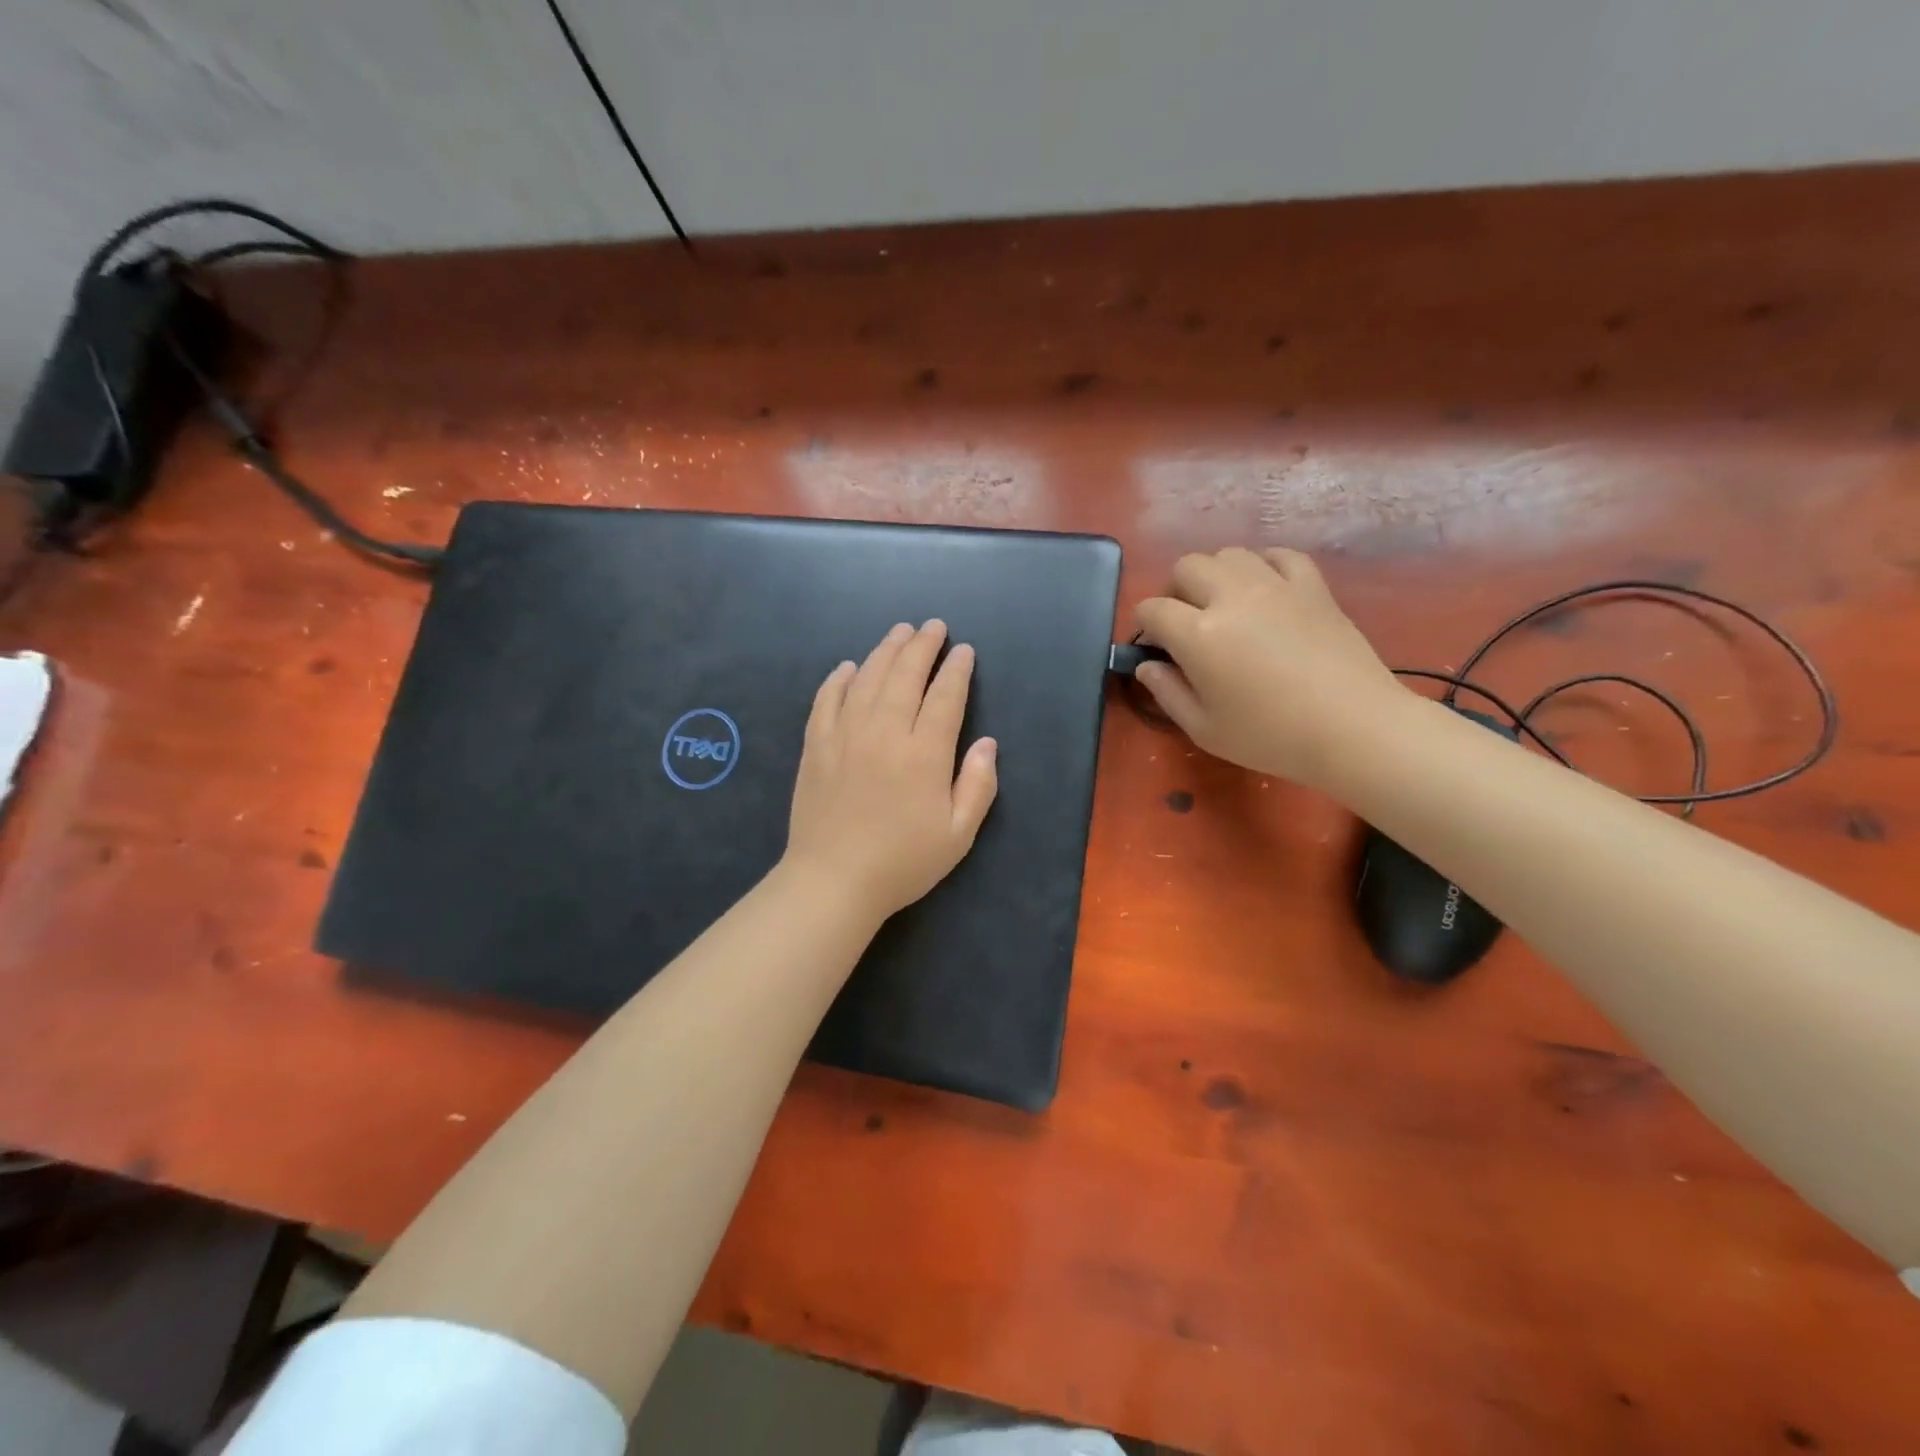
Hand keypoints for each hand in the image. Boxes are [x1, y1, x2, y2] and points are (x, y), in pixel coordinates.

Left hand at [783, 620, 998, 922]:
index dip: (956, 670)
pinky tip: (848, 667)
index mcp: (925, 753)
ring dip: (885, 650)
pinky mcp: (815, 746)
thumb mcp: (958, 834)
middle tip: (933, 626)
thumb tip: (988, 744)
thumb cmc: (903, 862)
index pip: (945, 696)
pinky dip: (838, 679)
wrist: (833, 881)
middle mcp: (885, 732)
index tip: (963, 651)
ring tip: (899, 632)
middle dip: (922, 646)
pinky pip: (826, 699)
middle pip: (905, 675)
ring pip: (867, 678)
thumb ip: (978, 785)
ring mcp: (844, 735)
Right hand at [1135, 547, 1408, 786]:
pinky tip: (1265, 590)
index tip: (1153, 647)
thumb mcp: (1204, 728)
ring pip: (1230, 554)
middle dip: (1175, 591)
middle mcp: (1231, 597)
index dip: (1144, 626)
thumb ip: (1167, 693)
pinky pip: (1280, 555)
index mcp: (1198, 634)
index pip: (1153, 609)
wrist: (1354, 729)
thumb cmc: (1270, 736)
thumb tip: (1147, 666)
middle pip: (1187, 567)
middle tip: (1186, 623)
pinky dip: (1263, 566)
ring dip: (1216, 575)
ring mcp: (1276, 586)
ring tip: (1225, 605)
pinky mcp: (1312, 587)